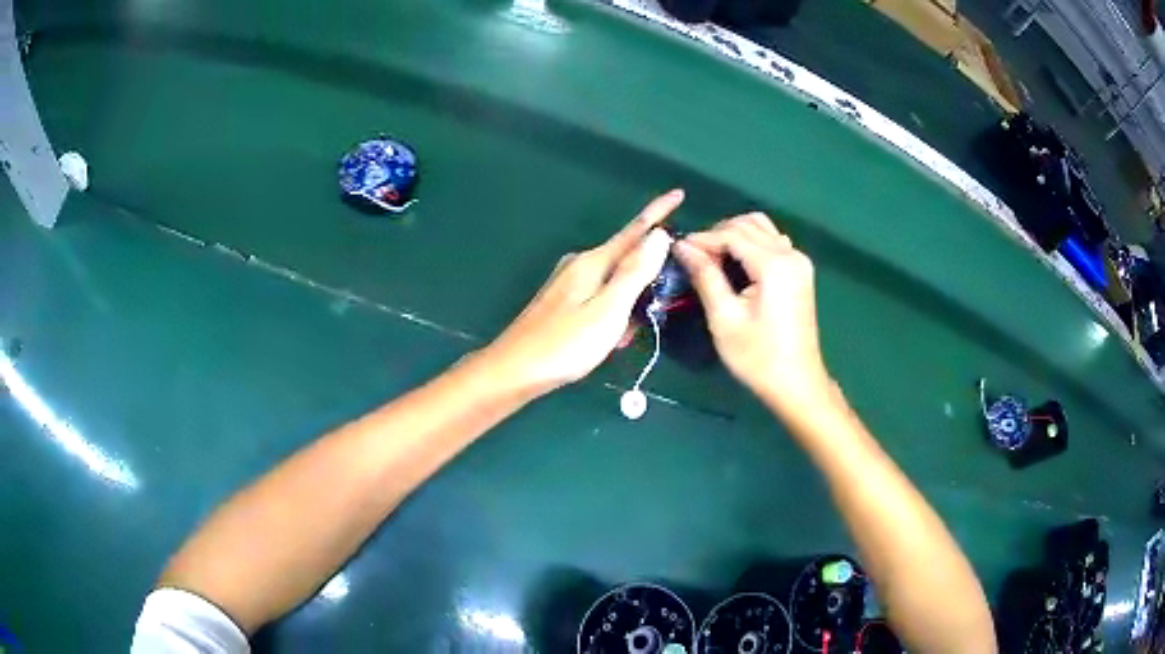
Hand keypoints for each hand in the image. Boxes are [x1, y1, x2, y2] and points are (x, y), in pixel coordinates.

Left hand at [481, 190, 683, 395]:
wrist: (514, 371)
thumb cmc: (565, 344)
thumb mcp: (608, 310)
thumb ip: (635, 272)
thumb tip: (659, 234)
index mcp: (593, 262)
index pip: (635, 230)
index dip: (658, 212)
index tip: (679, 193)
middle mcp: (580, 265)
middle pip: (626, 257)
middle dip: (649, 275)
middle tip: (662, 304)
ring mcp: (568, 283)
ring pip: (614, 282)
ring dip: (629, 303)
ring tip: (627, 335)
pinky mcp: (561, 302)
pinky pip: (600, 298)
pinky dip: (612, 314)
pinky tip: (609, 339)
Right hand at [673, 213, 830, 410]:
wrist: (796, 382)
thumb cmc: (757, 356)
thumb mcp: (724, 318)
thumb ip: (705, 276)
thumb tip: (683, 247)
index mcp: (774, 265)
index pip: (732, 234)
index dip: (702, 239)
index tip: (678, 250)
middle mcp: (790, 254)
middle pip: (748, 224)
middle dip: (717, 234)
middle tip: (694, 257)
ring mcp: (798, 260)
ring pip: (761, 228)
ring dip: (734, 235)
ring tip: (713, 259)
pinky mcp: (800, 270)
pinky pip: (772, 241)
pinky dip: (751, 243)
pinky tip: (736, 264)